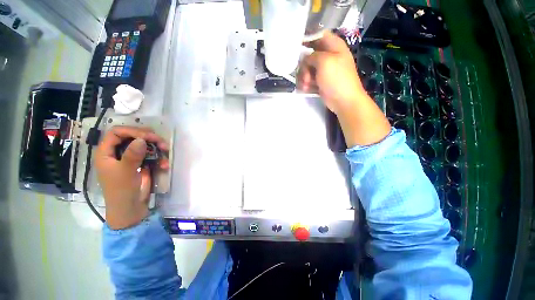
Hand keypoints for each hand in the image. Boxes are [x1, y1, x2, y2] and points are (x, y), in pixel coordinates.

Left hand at [94, 126, 168, 229]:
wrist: (131, 208)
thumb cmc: (121, 190)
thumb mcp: (125, 173)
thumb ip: (132, 155)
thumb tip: (142, 139)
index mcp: (106, 153)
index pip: (116, 133)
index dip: (132, 131)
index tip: (148, 136)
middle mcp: (118, 153)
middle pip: (132, 137)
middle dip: (148, 138)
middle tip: (161, 142)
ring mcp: (130, 158)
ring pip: (144, 145)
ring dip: (156, 147)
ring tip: (166, 151)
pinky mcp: (141, 164)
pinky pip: (151, 155)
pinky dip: (159, 158)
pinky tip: (165, 164)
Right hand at [297, 31, 390, 146]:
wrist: (343, 100)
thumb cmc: (337, 79)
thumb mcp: (325, 62)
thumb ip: (313, 55)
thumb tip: (305, 57)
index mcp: (334, 46)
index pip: (319, 35)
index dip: (307, 38)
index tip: (296, 46)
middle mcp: (328, 56)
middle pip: (310, 54)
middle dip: (304, 65)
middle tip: (305, 75)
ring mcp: (324, 70)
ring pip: (307, 68)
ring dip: (304, 77)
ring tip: (306, 85)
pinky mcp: (320, 81)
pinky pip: (309, 78)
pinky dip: (306, 83)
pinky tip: (306, 89)